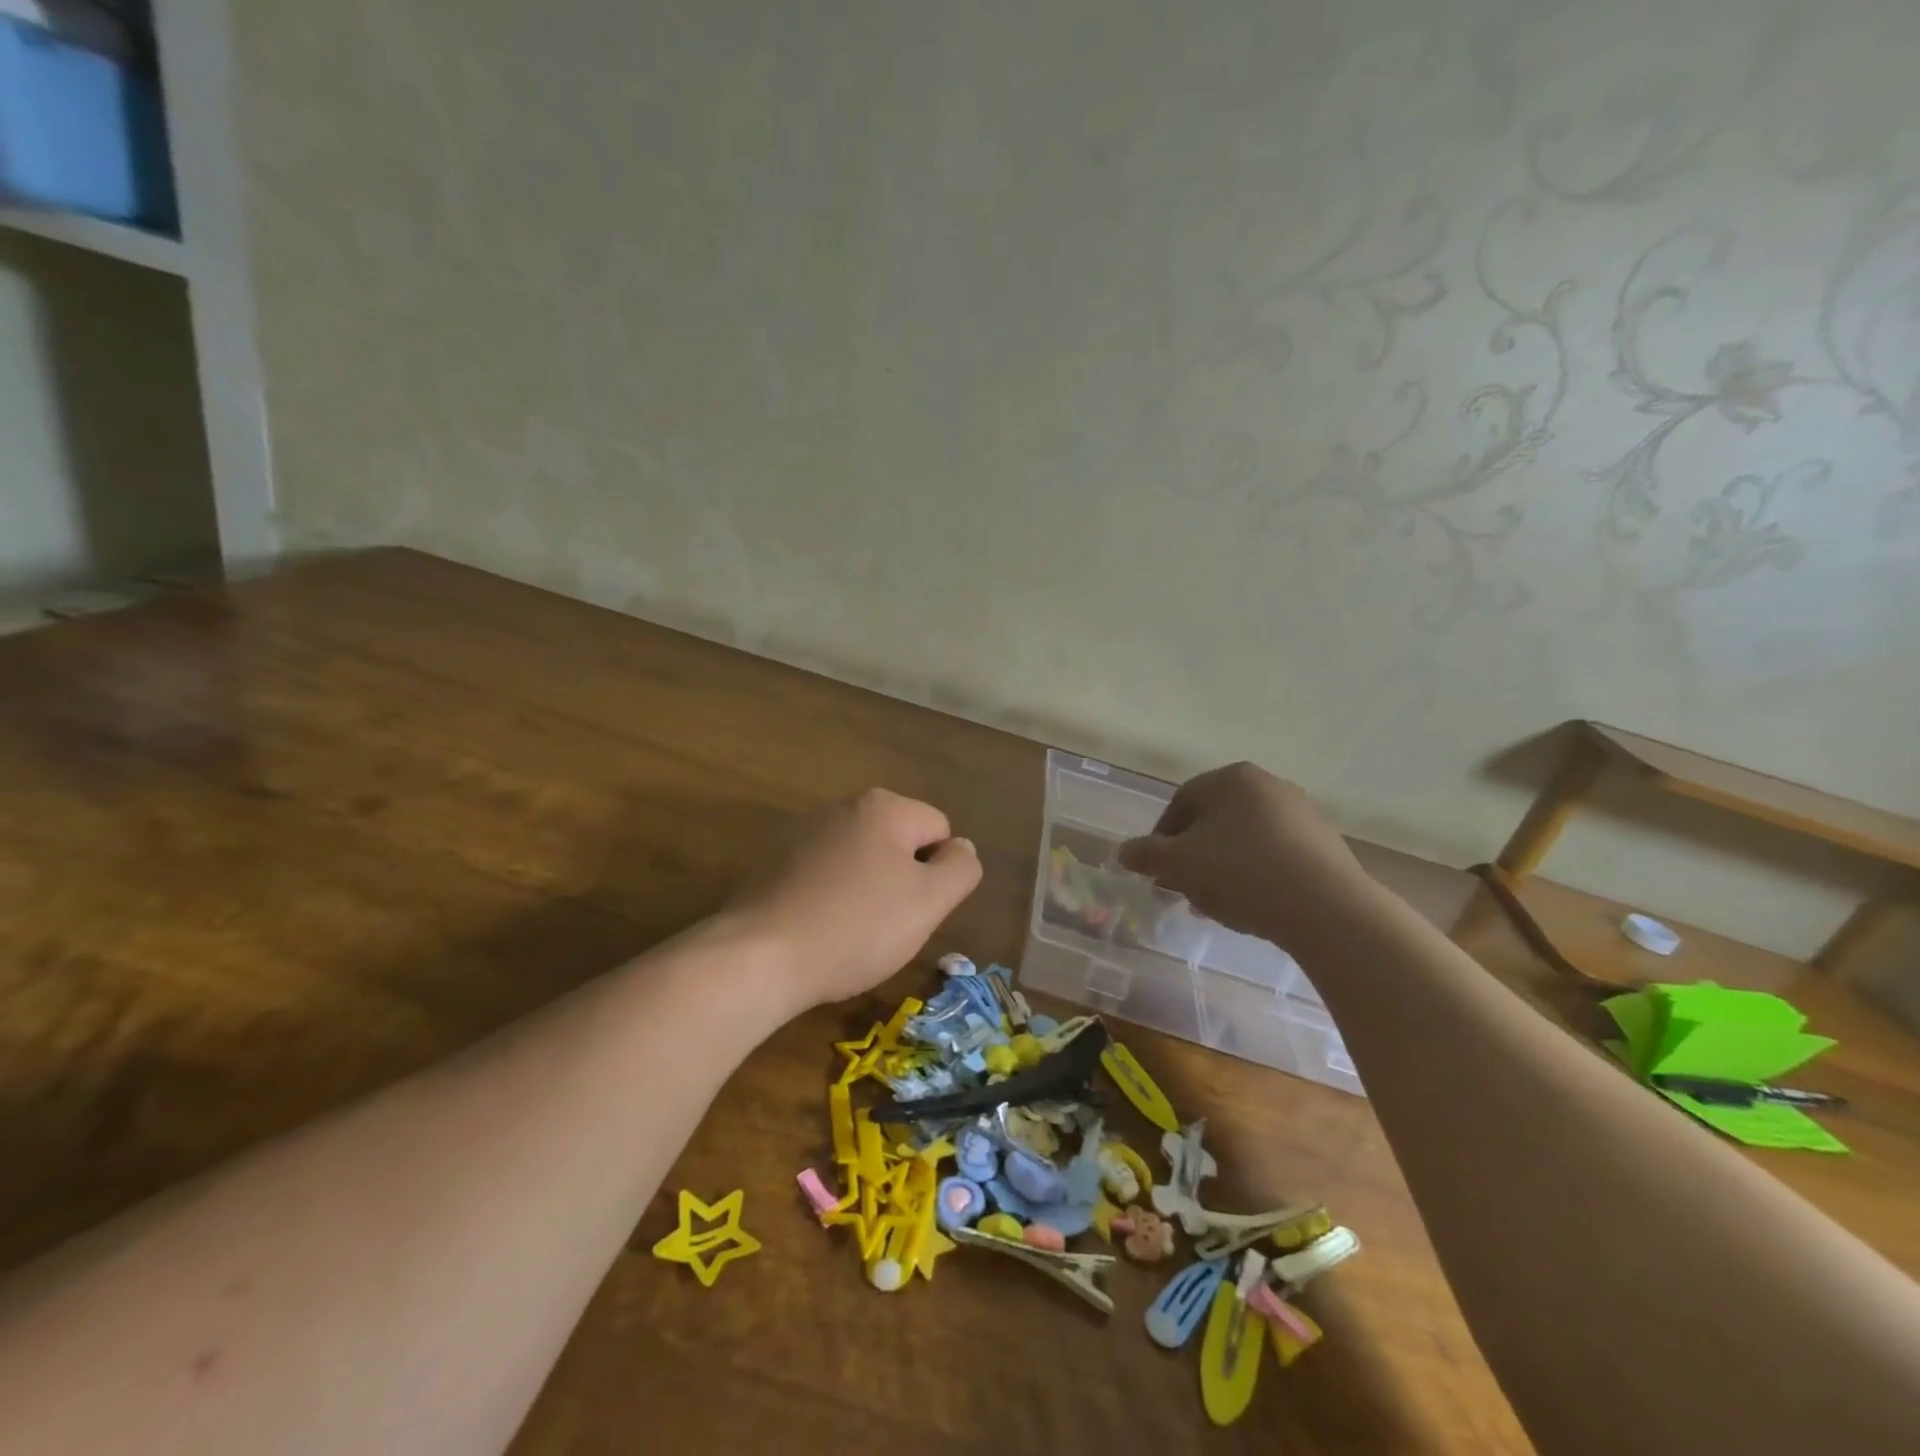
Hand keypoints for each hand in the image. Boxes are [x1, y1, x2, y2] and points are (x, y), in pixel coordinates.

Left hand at [726, 788, 981, 1011]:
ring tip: (848, 932)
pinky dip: (827, 897)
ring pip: (858, 860)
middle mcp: (841, 806)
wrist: (758, 957)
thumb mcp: (929, 902)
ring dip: (864, 890)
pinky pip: (821, 875)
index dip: (937, 875)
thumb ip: (961, 868)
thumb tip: (961, 848)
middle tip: (886, 925)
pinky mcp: (770, 861)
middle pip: (897, 842)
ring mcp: (800, 832)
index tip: (914, 910)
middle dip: (900, 880)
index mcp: (883, 807)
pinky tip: (815, 929)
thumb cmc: (856, 927)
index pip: (939, 830)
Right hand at [1117, 762, 1372, 948]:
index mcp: (1232, 778)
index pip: (1182, 802)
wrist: (1327, 908)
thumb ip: (1147, 855)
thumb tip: (1124, 852)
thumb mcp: (1179, 864)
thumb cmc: (1241, 872)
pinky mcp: (1325, 844)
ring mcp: (1302, 814)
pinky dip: (1255, 875)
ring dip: (1222, 868)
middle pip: (1214, 820)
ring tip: (1214, 903)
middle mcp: (1269, 785)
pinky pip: (1275, 855)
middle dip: (1193, 855)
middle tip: (1182, 888)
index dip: (1161, 837)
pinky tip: (1251, 905)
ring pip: (1244, 839)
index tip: (1156, 870)